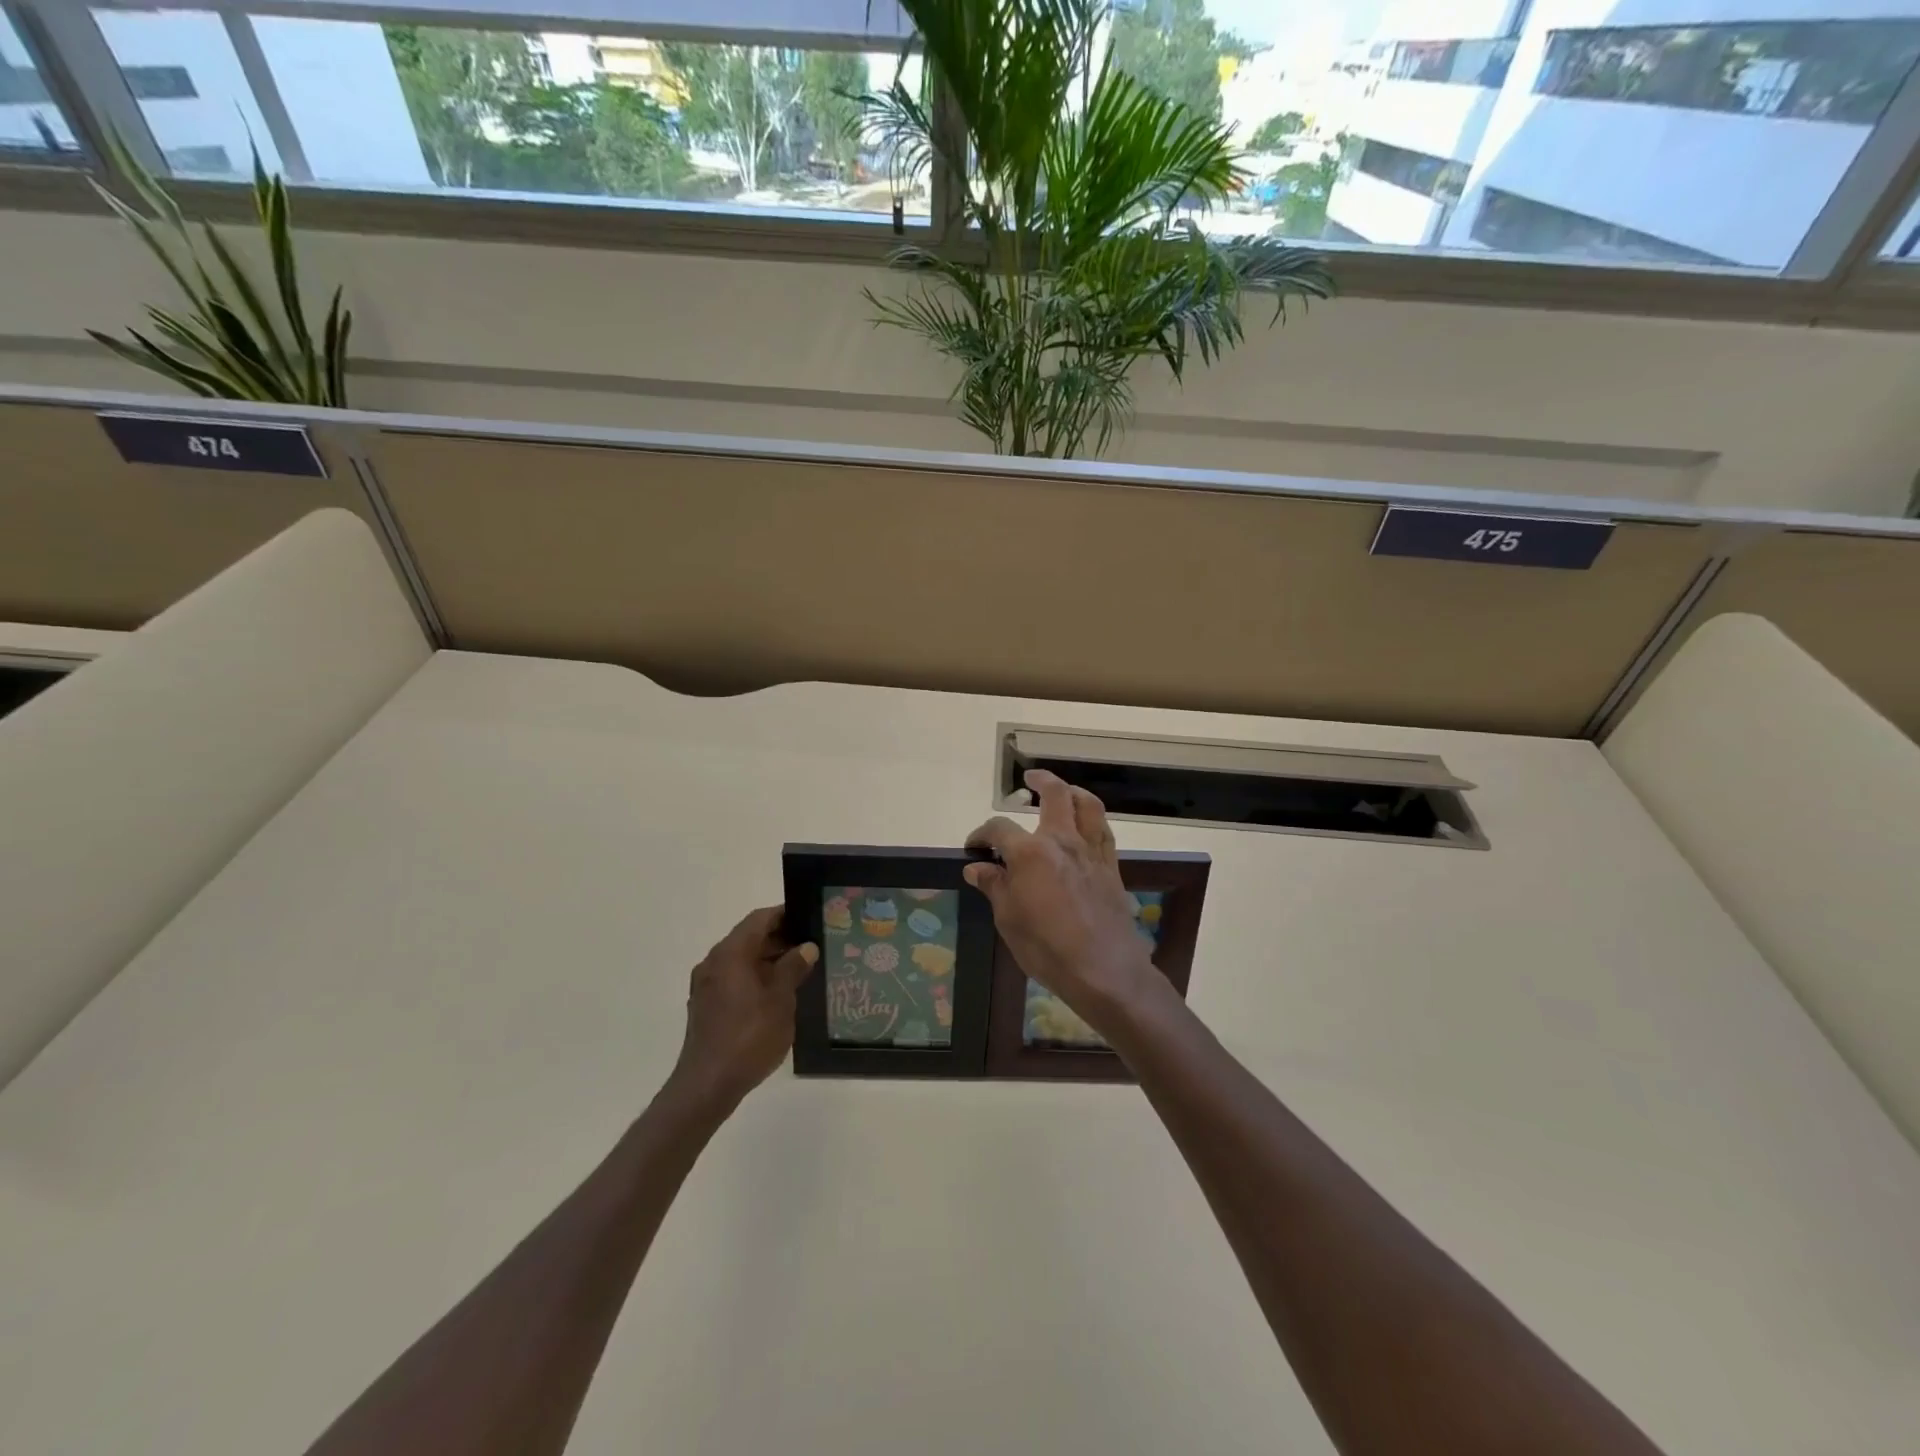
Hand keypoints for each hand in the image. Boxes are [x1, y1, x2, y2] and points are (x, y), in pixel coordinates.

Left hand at [667, 906, 816, 1113]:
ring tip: (800, 970)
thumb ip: (793, 968)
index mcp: (730, 953)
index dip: (784, 914)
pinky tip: (777, 994)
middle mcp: (714, 962)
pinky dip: (755, 977)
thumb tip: (806, 947)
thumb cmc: (749, 1036)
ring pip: (741, 960)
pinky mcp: (705, 1005)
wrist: (707, 1085)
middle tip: (811, 945)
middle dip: (779, 939)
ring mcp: (706, 985)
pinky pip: (734, 979)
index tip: (809, 917)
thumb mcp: (781, 1000)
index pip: (759, 919)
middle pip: (749, 938)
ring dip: (768, 960)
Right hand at [965, 770, 1165, 1036]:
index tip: (973, 849)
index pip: (999, 829)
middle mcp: (1063, 841)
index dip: (981, 835)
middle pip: (1056, 794)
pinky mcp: (1111, 866)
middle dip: (1041, 781)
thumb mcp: (1008, 919)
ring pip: (1088, 805)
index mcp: (1030, 853)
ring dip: (1073, 792)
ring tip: (1063, 793)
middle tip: (1030, 780)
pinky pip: (1103, 830)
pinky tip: (1084, 827)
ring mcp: (1091, 851)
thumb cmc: (1047, 948)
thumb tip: (977, 868)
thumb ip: (994, 887)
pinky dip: (1092, 819)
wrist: (1104, 970)